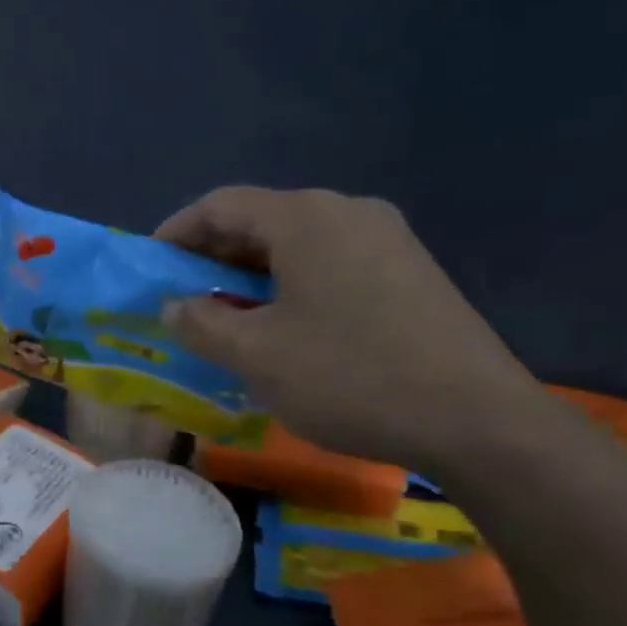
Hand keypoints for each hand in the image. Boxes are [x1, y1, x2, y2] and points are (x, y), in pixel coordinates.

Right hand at [157, 187, 541, 474]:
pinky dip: (289, 286)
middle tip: (181, 296)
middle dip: (212, 256)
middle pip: (260, 220)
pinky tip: (281, 327)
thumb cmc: (348, 376)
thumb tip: (176, 305)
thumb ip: (202, 323)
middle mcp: (347, 212)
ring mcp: (386, 240)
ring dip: (250, 274)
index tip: (149, 266)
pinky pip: (330, 264)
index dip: (176, 232)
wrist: (476, 420)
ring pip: (296, 245)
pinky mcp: (409, 272)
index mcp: (305, 218)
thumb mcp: (255, 354)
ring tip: (225, 316)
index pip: (221, 205)